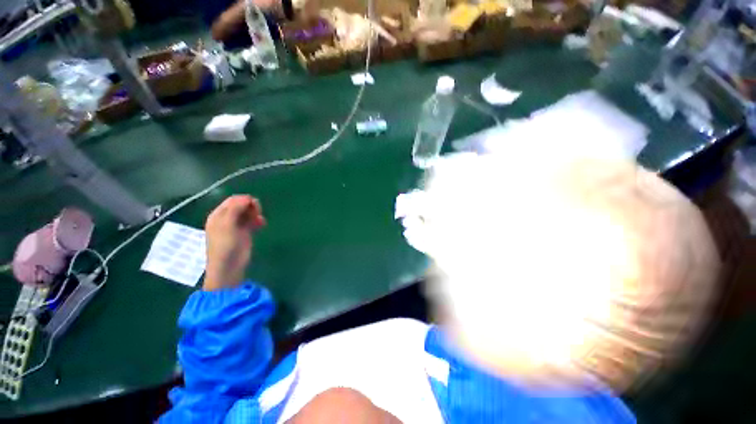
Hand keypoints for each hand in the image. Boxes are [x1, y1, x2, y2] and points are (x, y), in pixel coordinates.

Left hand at [203, 195, 265, 290]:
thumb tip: (247, 197)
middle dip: (251, 207)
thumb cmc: (225, 246)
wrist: (229, 267)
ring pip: (248, 213)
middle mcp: (227, 218)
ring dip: (256, 214)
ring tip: (260, 220)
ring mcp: (236, 226)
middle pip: (241, 205)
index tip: (254, 206)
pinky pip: (252, 221)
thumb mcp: (227, 225)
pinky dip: (258, 220)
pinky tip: (262, 224)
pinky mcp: (245, 232)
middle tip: (258, 213)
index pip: (233, 200)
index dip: (244, 200)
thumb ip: (236, 209)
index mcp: (219, 215)